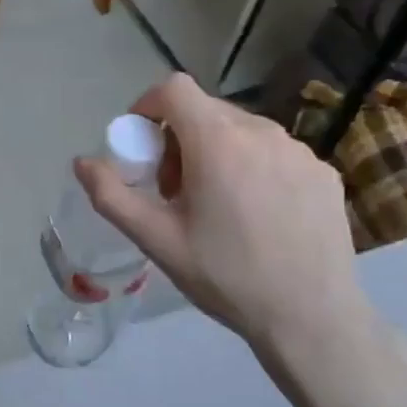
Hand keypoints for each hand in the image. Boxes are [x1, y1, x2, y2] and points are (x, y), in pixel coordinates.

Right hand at [75, 73, 368, 362]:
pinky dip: (254, 168)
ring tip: (218, 206)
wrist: (310, 317)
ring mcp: (299, 150)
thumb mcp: (156, 240)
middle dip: (179, 138)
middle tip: (175, 189)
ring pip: (242, 131)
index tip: (142, 145)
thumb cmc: (225, 277)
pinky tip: (258, 216)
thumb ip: (111, 196)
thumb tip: (82, 162)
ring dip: (217, 152)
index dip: (148, 106)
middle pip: (206, 111)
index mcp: (217, 142)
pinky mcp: (324, 171)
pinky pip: (275, 153)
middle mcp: (261, 132)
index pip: (173, 89)